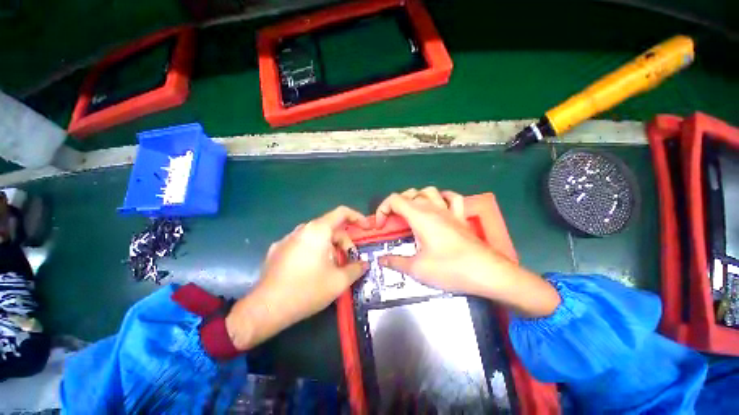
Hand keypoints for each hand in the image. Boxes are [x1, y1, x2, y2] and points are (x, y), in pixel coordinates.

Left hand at [226, 206, 369, 349]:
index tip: (366, 228)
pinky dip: (314, 251)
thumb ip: (356, 269)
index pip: (342, 212)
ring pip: (316, 236)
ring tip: (332, 267)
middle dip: (344, 241)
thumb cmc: (307, 290)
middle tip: (349, 260)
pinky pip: (302, 244)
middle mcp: (302, 229)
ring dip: (330, 247)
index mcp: (318, 230)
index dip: (357, 217)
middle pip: (330, 227)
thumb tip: (364, 264)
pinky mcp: (277, 250)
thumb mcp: (338, 281)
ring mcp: (287, 239)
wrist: (266, 308)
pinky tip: (312, 269)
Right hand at [375, 187, 560, 316]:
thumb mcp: (417, 269)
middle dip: (396, 204)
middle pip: (410, 193)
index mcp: (419, 216)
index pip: (394, 200)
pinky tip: (439, 205)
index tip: (380, 226)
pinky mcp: (461, 217)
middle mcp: (433, 208)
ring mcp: (449, 211)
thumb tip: (381, 260)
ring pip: (429, 191)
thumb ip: (396, 262)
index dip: (382, 209)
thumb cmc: (449, 268)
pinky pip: (452, 198)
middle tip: (393, 222)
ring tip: (412, 212)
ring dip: (417, 198)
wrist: (486, 272)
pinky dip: (442, 197)